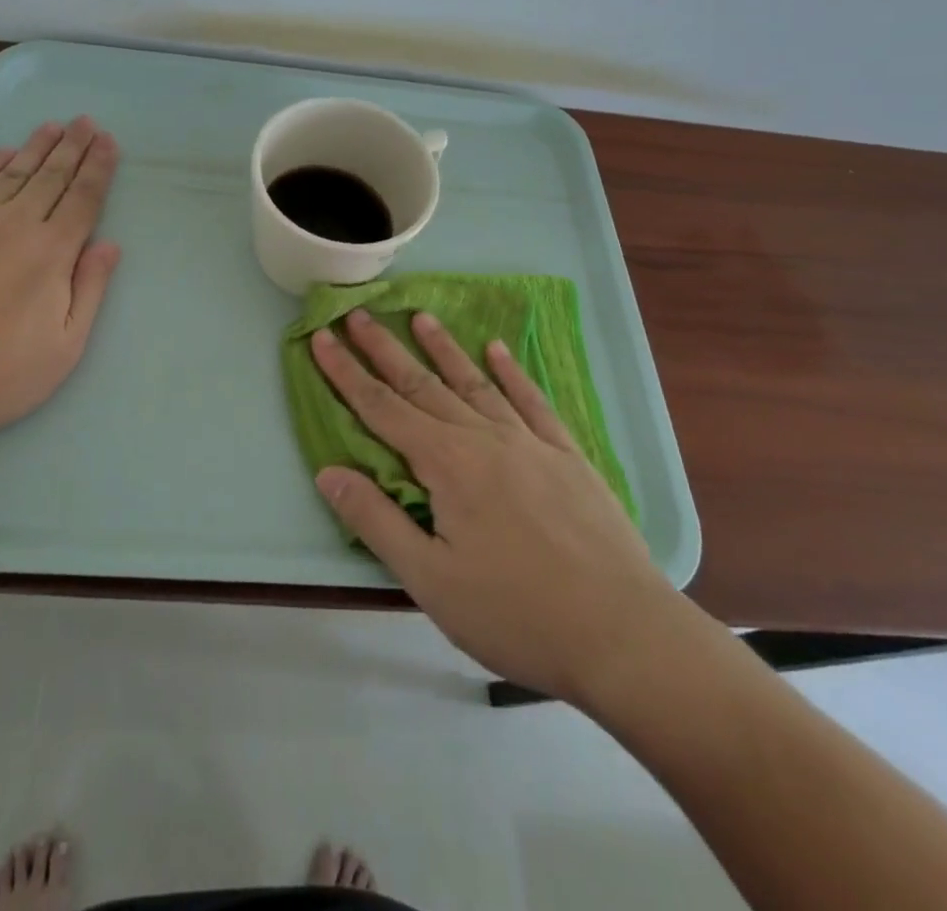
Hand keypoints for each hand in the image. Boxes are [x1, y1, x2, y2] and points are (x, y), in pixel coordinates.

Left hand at [0, 117, 121, 455]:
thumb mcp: (61, 350)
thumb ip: (89, 292)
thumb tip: (110, 245)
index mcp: (51, 252)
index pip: (83, 199)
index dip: (98, 169)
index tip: (108, 143)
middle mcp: (14, 223)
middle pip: (51, 176)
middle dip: (73, 147)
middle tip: (86, 122)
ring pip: (12, 172)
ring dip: (36, 147)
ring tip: (53, 127)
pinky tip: (1, 153)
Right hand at [311, 310, 691, 710]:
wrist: (624, 634)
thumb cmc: (517, 613)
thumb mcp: (431, 580)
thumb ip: (376, 520)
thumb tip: (328, 471)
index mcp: (447, 464)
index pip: (381, 408)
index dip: (346, 373)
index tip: (322, 337)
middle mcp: (484, 438)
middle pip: (423, 385)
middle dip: (385, 349)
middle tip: (358, 313)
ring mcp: (529, 442)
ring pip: (474, 383)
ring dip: (444, 349)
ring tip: (421, 317)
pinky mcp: (567, 456)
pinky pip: (532, 401)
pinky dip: (511, 373)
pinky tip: (498, 350)